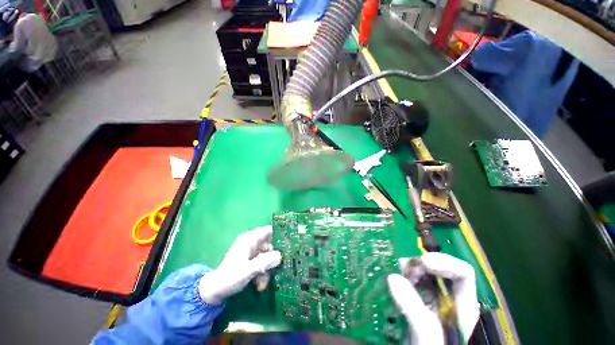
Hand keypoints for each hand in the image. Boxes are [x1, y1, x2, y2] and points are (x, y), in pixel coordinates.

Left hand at [198, 226, 281, 304]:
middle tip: (281, 267)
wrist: (214, 291)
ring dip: (268, 269)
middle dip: (275, 258)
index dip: (280, 233)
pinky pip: (263, 262)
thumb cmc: (229, 278)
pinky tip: (260, 284)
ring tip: (263, 283)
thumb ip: (264, 262)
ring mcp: (252, 252)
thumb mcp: (247, 271)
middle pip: (271, 244)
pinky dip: (263, 272)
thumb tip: (280, 256)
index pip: (269, 230)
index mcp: (250, 239)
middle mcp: (252, 243)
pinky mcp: (251, 260)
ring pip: (268, 256)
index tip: (292, 241)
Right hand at [387, 252, 479, 344]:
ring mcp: (438, 302)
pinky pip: (418, 285)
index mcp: (463, 306)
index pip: (463, 273)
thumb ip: (412, 307)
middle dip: (422, 265)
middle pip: (443, 271)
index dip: (445, 262)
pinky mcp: (425, 306)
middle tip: (405, 267)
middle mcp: (453, 300)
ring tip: (400, 272)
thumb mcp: (426, 332)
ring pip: (428, 276)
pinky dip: (407, 279)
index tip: (422, 262)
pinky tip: (399, 281)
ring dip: (413, 270)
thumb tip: (392, 277)